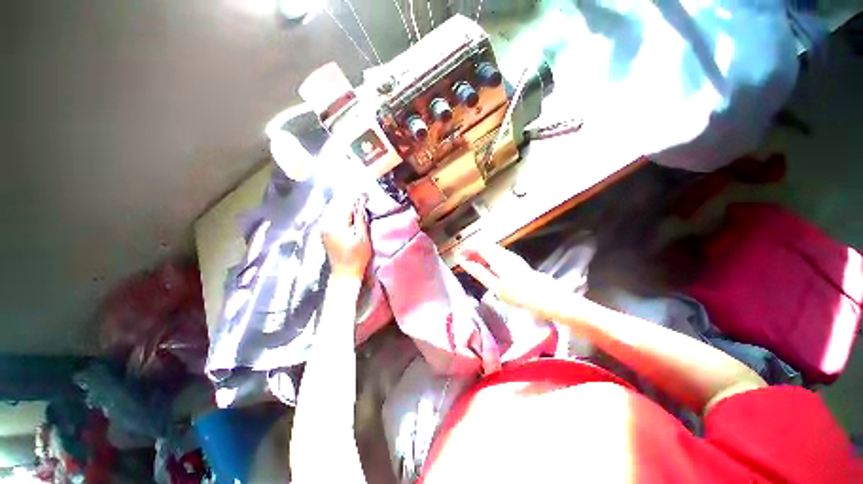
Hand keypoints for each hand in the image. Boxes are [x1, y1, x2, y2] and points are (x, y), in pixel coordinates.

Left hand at [321, 195, 371, 281]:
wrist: (345, 273)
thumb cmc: (357, 257)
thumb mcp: (363, 237)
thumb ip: (360, 218)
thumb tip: (361, 202)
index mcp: (335, 224)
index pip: (345, 203)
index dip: (356, 197)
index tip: (366, 193)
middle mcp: (325, 223)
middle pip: (336, 204)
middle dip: (348, 198)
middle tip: (362, 196)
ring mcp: (322, 228)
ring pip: (332, 209)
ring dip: (343, 204)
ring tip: (356, 203)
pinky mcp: (323, 232)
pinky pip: (329, 216)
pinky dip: (338, 211)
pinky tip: (347, 213)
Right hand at [457, 244, 571, 319]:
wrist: (547, 298)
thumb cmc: (520, 294)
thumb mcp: (496, 286)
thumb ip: (479, 272)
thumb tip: (465, 262)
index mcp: (499, 258)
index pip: (479, 247)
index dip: (467, 249)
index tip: (458, 255)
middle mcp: (505, 254)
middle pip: (485, 246)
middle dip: (472, 251)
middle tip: (464, 260)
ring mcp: (512, 256)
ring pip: (491, 249)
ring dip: (480, 254)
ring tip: (473, 263)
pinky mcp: (516, 261)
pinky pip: (498, 253)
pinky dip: (489, 257)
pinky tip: (487, 266)